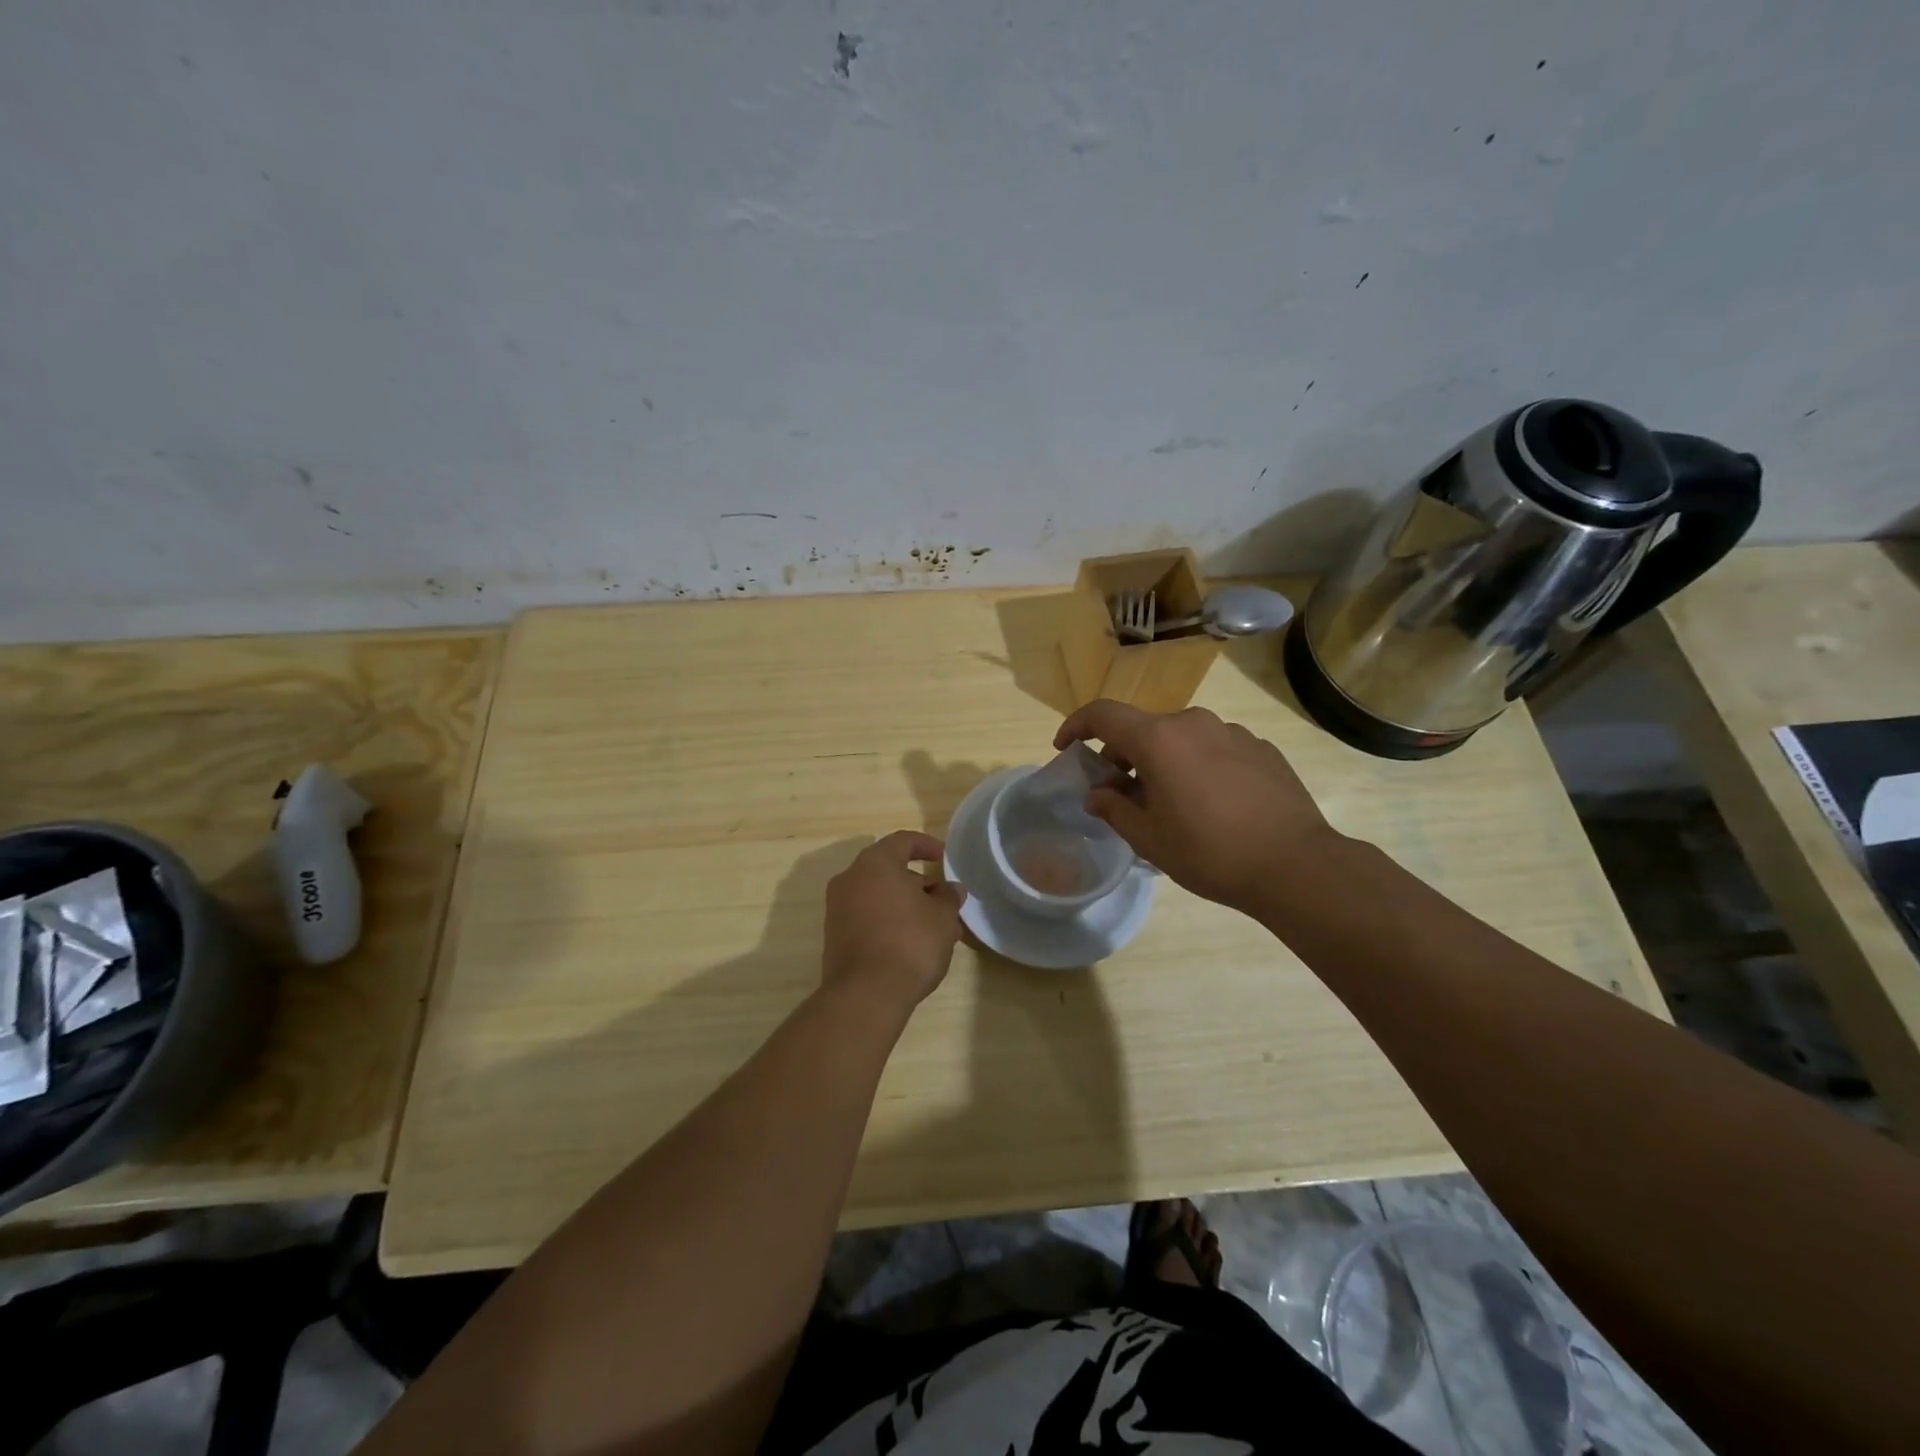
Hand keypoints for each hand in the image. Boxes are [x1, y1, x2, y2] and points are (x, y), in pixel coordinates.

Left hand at [821, 831, 966, 1010]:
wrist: (865, 994)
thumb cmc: (909, 943)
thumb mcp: (943, 917)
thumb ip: (948, 897)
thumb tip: (950, 889)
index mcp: (875, 863)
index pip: (903, 841)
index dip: (926, 845)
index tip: (944, 858)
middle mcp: (850, 878)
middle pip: (887, 869)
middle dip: (916, 882)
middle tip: (942, 899)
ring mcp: (837, 908)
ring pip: (877, 894)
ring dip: (903, 903)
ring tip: (931, 926)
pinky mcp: (834, 935)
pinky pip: (866, 916)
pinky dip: (887, 920)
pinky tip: (909, 942)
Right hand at [1054, 701, 1339, 915]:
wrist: (1295, 864)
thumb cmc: (1209, 852)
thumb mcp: (1149, 839)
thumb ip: (1114, 809)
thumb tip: (1097, 794)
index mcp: (1159, 739)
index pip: (1103, 715)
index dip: (1077, 727)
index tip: (1065, 748)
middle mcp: (1193, 723)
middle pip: (1143, 729)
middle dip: (1122, 756)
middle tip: (1120, 795)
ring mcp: (1232, 732)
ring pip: (1180, 738)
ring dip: (1163, 762)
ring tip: (1169, 803)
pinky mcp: (1261, 748)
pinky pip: (1214, 748)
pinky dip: (1198, 766)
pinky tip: (1211, 804)